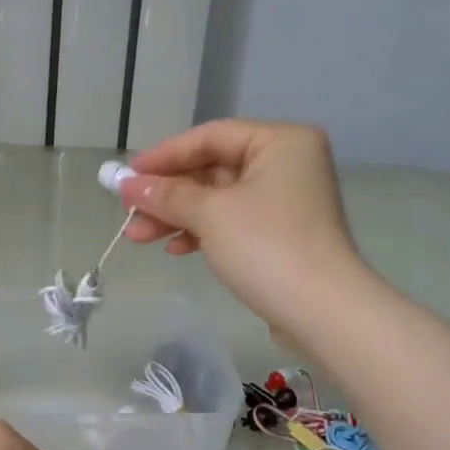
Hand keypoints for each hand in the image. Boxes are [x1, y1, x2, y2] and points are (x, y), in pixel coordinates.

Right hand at [118, 120, 364, 333]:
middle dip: (168, 193)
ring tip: (137, 236)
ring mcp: (285, 201)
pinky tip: (175, 249)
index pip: (211, 137)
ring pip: (218, 199)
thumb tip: (127, 185)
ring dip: (177, 216)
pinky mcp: (280, 234)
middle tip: (128, 210)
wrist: (322, 313)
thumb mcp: (211, 215)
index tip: (128, 175)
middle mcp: (287, 163)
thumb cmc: (267, 247)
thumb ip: (167, 195)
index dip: (165, 155)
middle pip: (213, 168)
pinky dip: (201, 232)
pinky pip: (231, 222)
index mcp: (281, 142)